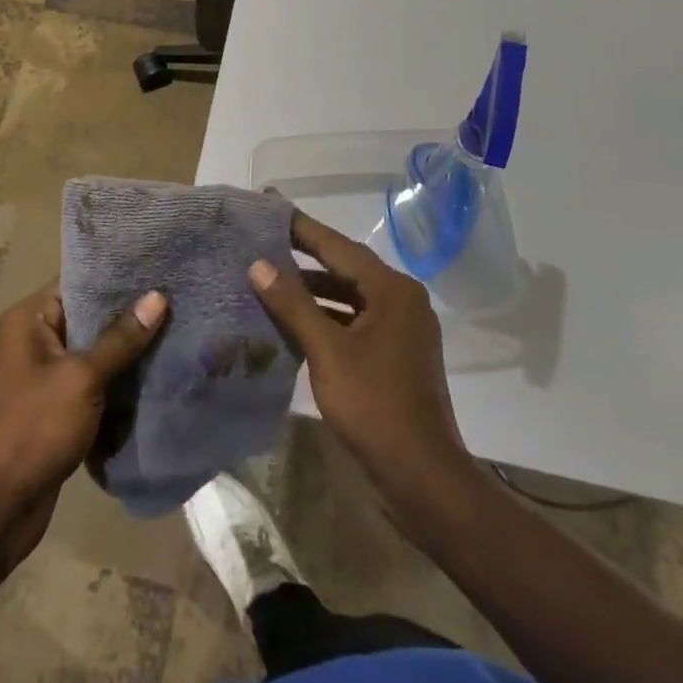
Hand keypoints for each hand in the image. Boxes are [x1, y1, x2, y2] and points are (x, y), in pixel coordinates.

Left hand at [0, 281, 166, 549]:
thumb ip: (121, 338)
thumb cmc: (32, 428)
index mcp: (30, 319)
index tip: (160, 269)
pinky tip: (156, 376)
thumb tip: (158, 297)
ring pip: (94, 352)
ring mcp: (43, 376)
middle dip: (129, 315)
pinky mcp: (55, 408)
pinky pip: (92, 383)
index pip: (78, 282)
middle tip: (177, 301)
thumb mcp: (81, 378)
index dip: (117, 276)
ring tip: (177, 333)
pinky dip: (117, 382)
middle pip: (89, 316)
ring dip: (127, 352)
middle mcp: (33, 340)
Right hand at [248, 211, 480, 536]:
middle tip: (264, 239)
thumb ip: (293, 304)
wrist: (423, 478)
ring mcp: (402, 328)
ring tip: (270, 277)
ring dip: (314, 288)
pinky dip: (327, 315)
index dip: (301, 227)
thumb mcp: (327, 352)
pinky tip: (296, 320)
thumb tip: (259, 264)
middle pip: (346, 266)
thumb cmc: (375, 406)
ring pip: (350, 295)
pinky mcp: (396, 353)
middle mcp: (402, 299)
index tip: (270, 204)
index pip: (338, 246)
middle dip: (305, 255)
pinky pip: (355, 319)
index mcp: (392, 290)